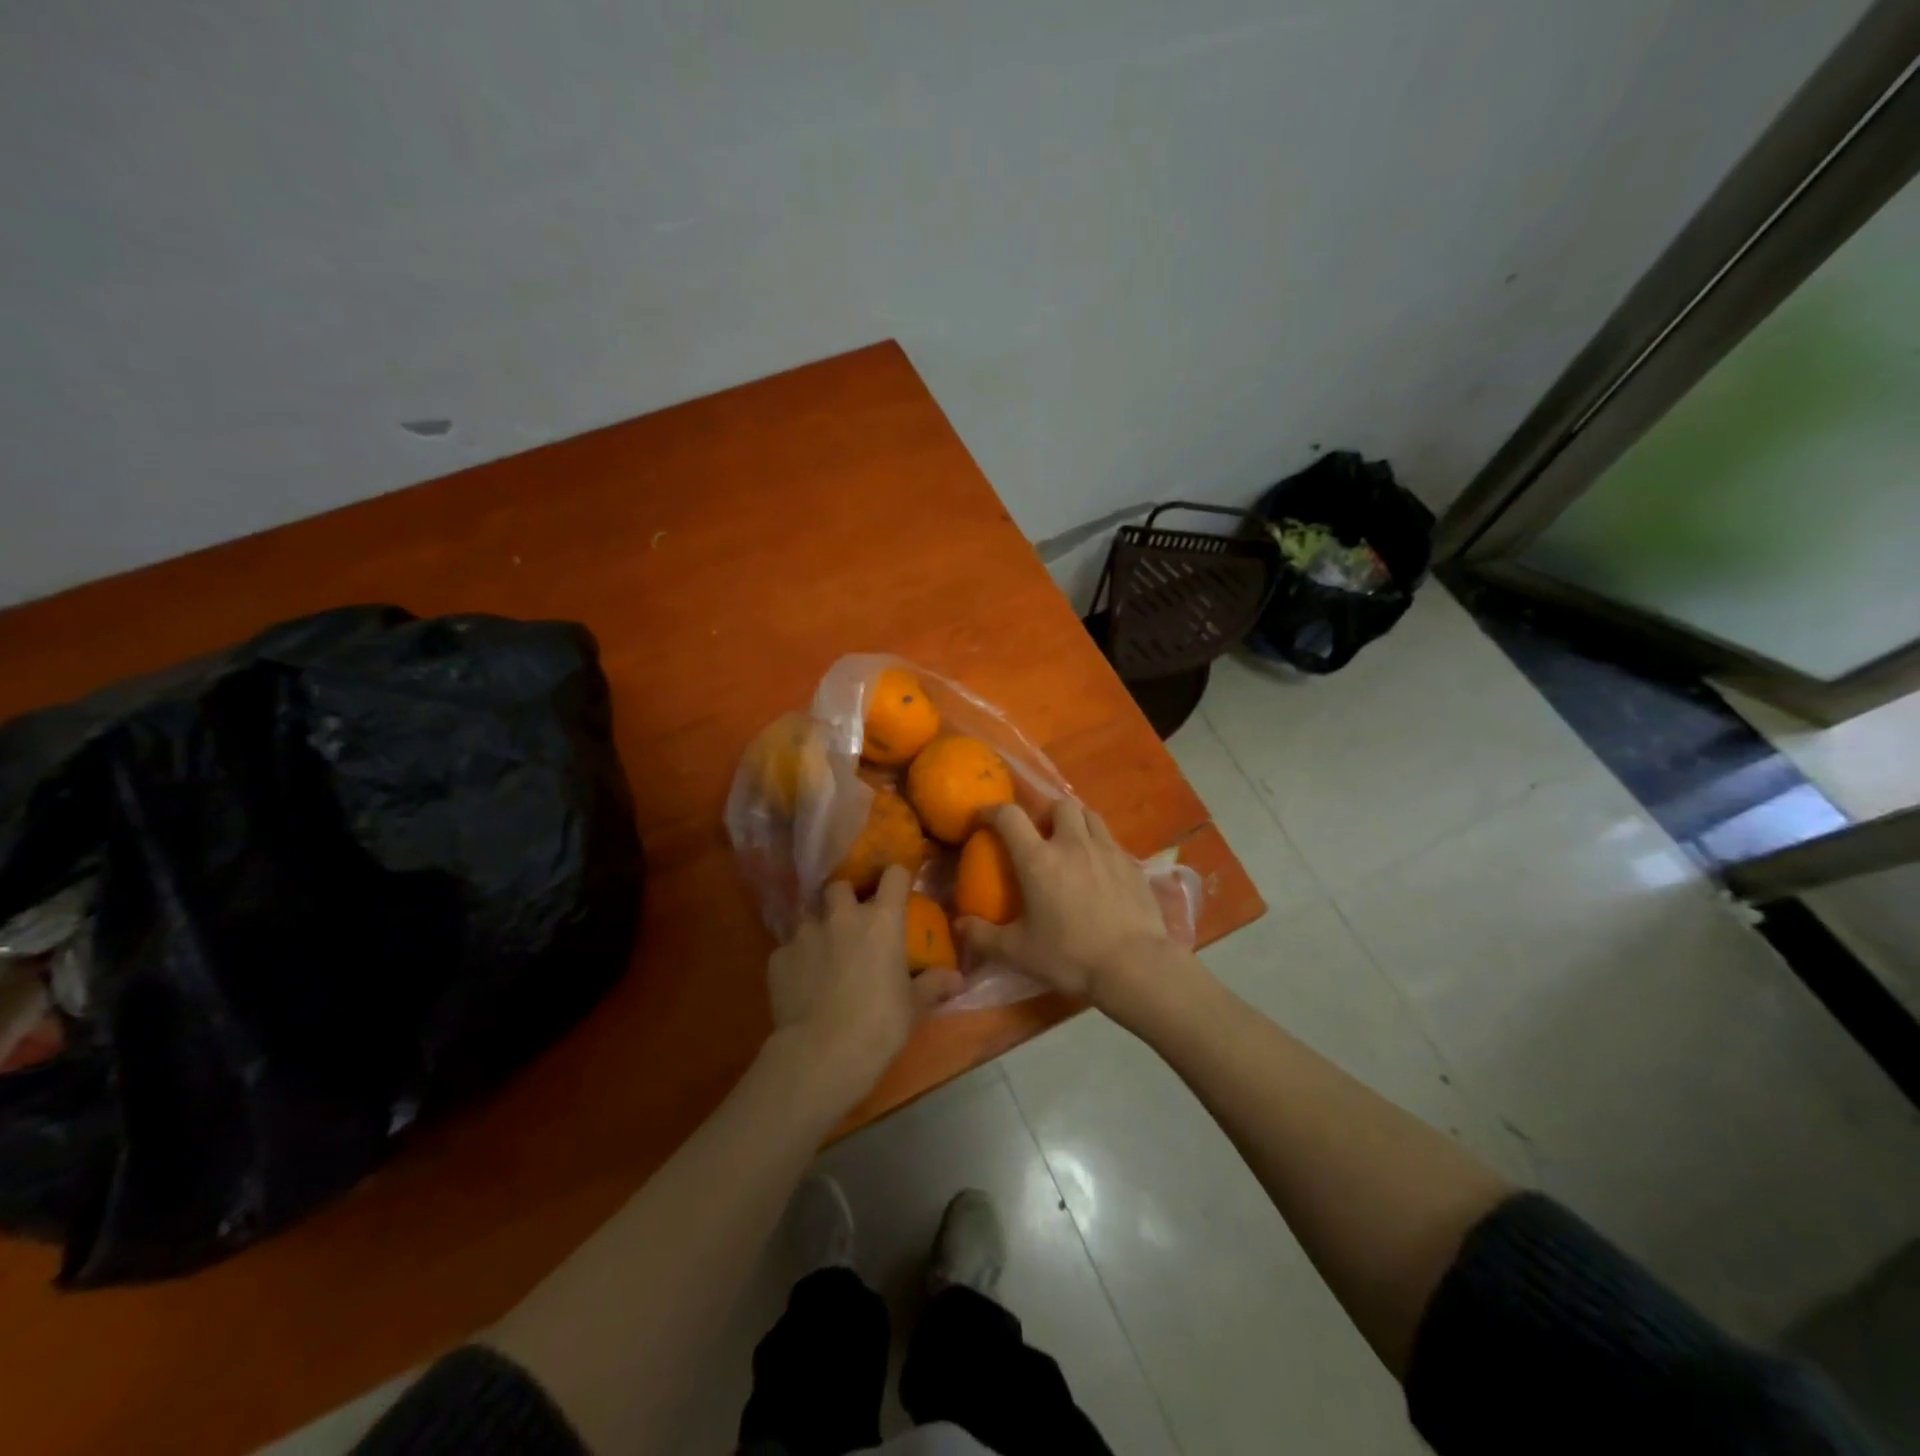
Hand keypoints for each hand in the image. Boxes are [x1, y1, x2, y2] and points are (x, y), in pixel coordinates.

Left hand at [767, 865, 962, 1097]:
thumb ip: (933, 985)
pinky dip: (797, 958)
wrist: (821, 1053)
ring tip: (823, 953)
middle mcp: (842, 916)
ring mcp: (806, 933)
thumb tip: (956, 978)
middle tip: (852, 920)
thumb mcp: (914, 1007)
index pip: (893, 875)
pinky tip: (801, 982)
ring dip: (819, 927)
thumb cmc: (879, 1024)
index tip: (898, 885)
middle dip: (846, 897)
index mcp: (881, 920)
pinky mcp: (778, 957)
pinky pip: (789, 948)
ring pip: (810, 915)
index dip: (896, 877)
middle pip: (841, 885)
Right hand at [956, 802, 1174, 1008]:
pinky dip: (1100, 846)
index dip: (992, 812)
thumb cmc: (1070, 956)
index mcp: (1038, 860)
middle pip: (1058, 806)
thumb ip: (984, 937)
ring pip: (1090, 815)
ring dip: (1076, 822)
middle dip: (1046, 815)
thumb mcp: (1019, 952)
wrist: (1134, 965)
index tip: (984, 820)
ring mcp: (1106, 850)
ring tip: (1072, 844)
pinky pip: (1111, 841)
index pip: (1009, 817)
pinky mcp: (1132, 864)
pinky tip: (1100, 870)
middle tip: (1041, 836)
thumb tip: (959, 924)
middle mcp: (1072, 844)